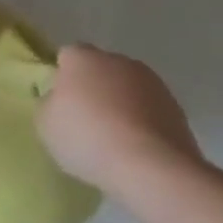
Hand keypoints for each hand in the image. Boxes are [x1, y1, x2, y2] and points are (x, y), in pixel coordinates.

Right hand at [37, 44, 205, 191]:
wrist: (151, 167)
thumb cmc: (87, 137)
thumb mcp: (45, 123)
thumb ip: (49, 103)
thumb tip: (59, 100)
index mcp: (83, 58)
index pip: (68, 55)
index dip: (62, 76)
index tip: (60, 101)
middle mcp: (119, 61)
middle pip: (100, 69)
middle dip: (93, 87)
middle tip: (83, 119)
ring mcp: (153, 84)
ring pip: (127, 88)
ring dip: (119, 104)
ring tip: (112, 137)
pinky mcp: (177, 109)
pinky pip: (148, 110)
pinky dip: (141, 122)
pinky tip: (134, 147)